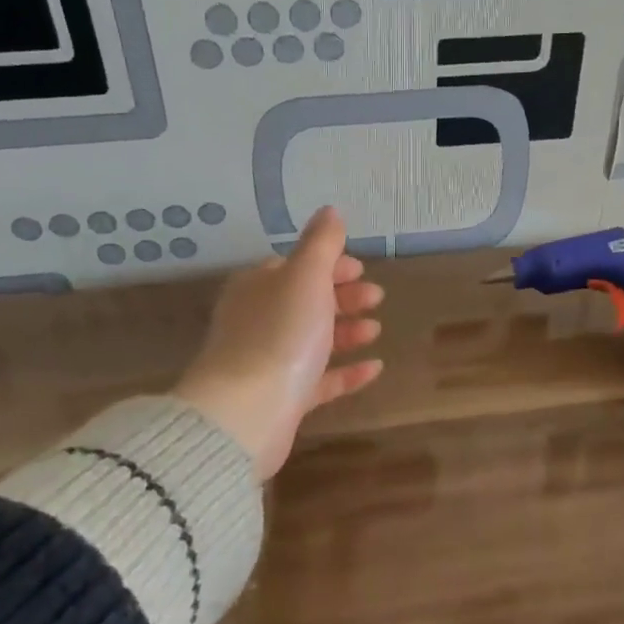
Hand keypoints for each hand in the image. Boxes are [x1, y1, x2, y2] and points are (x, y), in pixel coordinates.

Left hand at [172, 207, 384, 480]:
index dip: (329, 264)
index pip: (294, 268)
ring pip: (312, 340)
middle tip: (376, 296)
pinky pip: (319, 380)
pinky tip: (375, 368)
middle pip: (305, 302)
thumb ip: (321, 243)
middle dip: (342, 296)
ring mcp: (269, 362)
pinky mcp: (282, 399)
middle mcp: (259, 321)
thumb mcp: (305, 277)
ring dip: (346, 331)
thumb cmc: (280, 333)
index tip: (361, 268)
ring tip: (376, 329)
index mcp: (258, 288)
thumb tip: (329, 211)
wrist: (248, 411)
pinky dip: (346, 372)